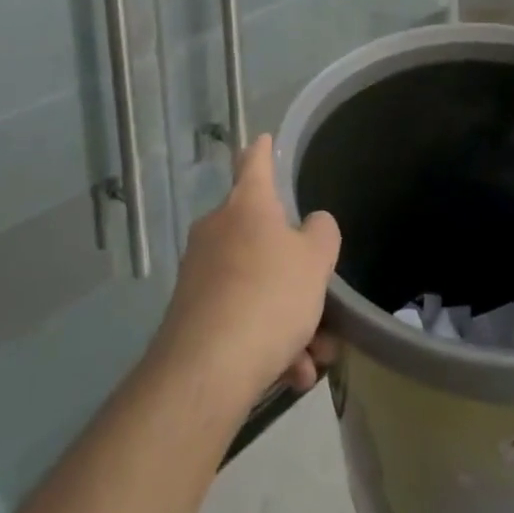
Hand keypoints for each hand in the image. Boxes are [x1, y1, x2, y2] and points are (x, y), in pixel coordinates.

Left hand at [152, 135, 341, 406]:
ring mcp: (200, 272)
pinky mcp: (191, 316)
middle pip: (262, 236)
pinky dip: (267, 341)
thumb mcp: (315, 260)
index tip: (264, 138)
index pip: (254, 162)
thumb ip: (321, 233)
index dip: (262, 149)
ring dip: (288, 317)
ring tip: (314, 356)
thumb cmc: (268, 296)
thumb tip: (311, 225)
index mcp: (246, 204)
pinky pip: (240, 318)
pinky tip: (290, 373)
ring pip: (256, 285)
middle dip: (295, 271)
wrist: (206, 371)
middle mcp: (217, 229)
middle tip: (321, 301)